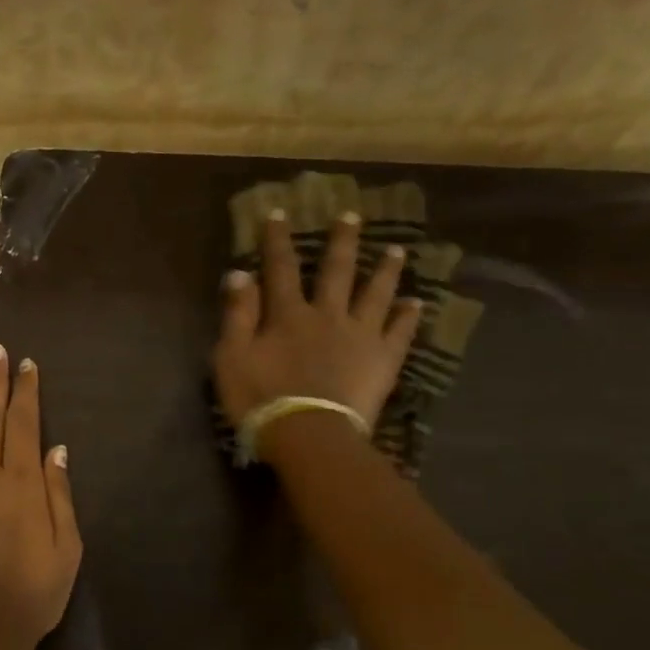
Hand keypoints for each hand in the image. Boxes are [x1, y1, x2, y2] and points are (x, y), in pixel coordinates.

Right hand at [212, 209, 422, 447]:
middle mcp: (328, 316)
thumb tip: (239, 274)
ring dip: (385, 271)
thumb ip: (237, 315)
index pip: (281, 269)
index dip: (278, 241)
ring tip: (398, 250)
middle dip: (342, 242)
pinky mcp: (382, 361)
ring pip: (376, 295)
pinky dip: (409, 317)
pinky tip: (417, 303)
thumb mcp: (232, 358)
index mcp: (289, 315)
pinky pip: (400, 334)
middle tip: (352, 216)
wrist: (308, 435)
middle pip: (337, 272)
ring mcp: (360, 336)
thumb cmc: (261, 399)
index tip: (279, 213)